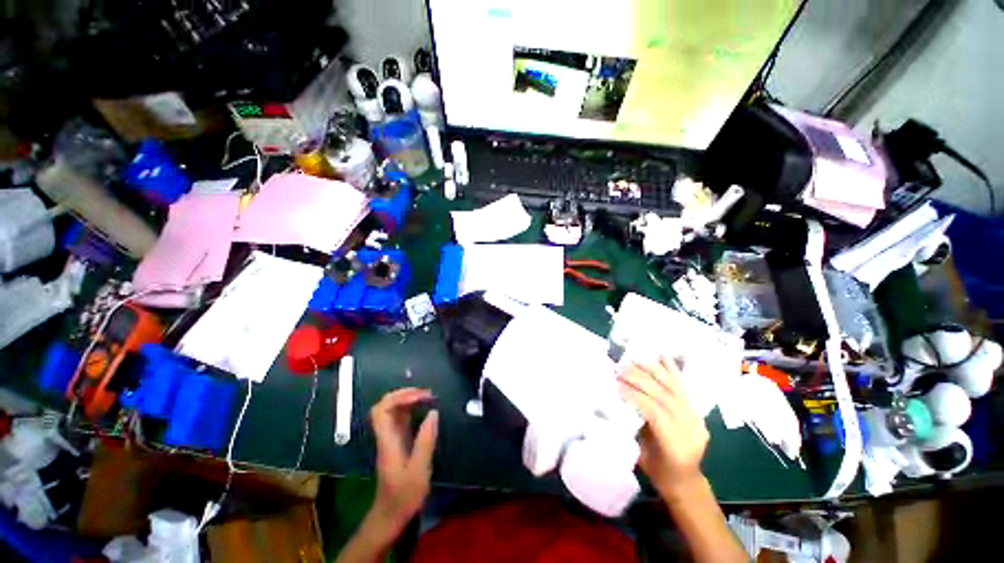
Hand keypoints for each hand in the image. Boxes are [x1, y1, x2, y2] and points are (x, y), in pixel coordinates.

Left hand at [369, 387, 438, 534]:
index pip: (383, 409)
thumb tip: (433, 414)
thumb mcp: (420, 469)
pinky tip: (423, 417)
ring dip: (406, 404)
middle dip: (403, 396)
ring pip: (391, 416)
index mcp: (387, 441)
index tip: (422, 395)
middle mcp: (384, 438)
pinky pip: (398, 425)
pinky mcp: (395, 449)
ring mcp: (388, 443)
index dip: (399, 397)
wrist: (391, 512)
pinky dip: (409, 416)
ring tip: (428, 400)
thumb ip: (425, 441)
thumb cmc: (405, 494)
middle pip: (384, 408)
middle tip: (427, 394)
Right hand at [618, 358, 709, 501]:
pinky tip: (663, 357)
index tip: (617, 386)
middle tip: (621, 369)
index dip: (636, 398)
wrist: (686, 482)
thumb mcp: (644, 459)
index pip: (656, 414)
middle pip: (667, 397)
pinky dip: (673, 373)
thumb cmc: (660, 477)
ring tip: (637, 360)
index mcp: (676, 446)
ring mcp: (697, 419)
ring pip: (676, 390)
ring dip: (655, 372)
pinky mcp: (698, 413)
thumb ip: (639, 433)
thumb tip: (623, 407)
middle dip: (643, 380)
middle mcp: (691, 429)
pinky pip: (685, 390)